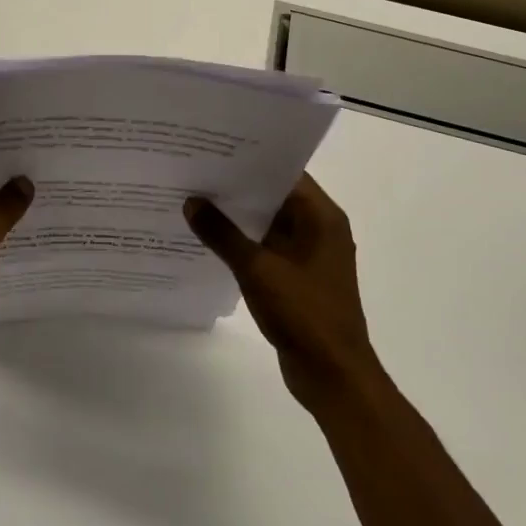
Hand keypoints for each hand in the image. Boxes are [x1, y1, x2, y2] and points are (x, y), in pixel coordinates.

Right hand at [185, 175, 377, 413]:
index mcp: (322, 218)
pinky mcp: (299, 278)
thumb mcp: (257, 270)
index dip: (251, 161)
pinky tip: (211, 240)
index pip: (285, 173)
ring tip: (196, 200)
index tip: (215, 150)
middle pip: (276, 197)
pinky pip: (268, 248)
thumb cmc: (304, 314)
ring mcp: (310, 255)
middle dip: (239, 188)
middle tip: (197, 172)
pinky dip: (245, 243)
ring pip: (270, 224)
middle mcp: (320, 229)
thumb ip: (222, 234)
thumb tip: (192, 202)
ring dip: (239, 217)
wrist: (333, 375)